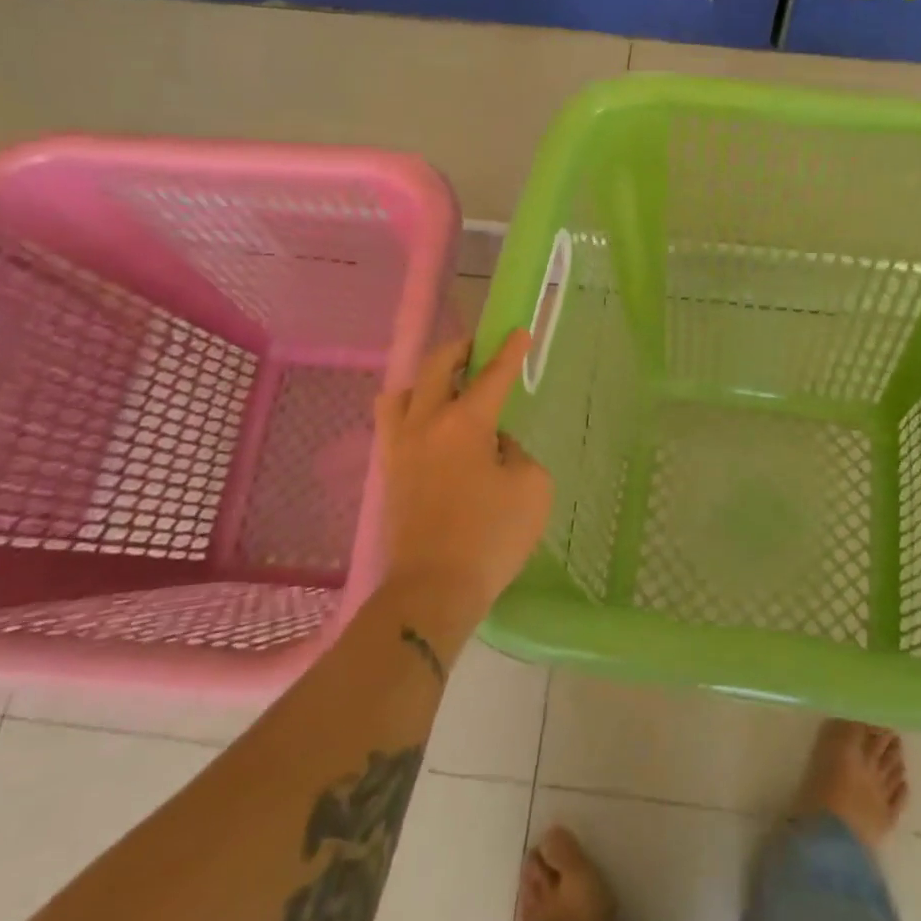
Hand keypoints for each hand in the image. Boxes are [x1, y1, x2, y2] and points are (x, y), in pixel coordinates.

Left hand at [373, 331, 553, 618]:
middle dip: (459, 350)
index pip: (492, 376)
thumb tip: (494, 446)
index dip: (509, 352)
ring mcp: (400, 448)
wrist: (433, 590)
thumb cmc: (490, 536)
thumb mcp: (531, 487)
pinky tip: (430, 428)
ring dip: (425, 380)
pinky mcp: (389, 473)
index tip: (519, 331)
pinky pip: (393, 424)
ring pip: (401, 392)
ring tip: (446, 388)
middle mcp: (425, 424)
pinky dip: (411, 411)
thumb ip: (516, 453)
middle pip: (434, 368)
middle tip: (478, 348)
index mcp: (464, 423)